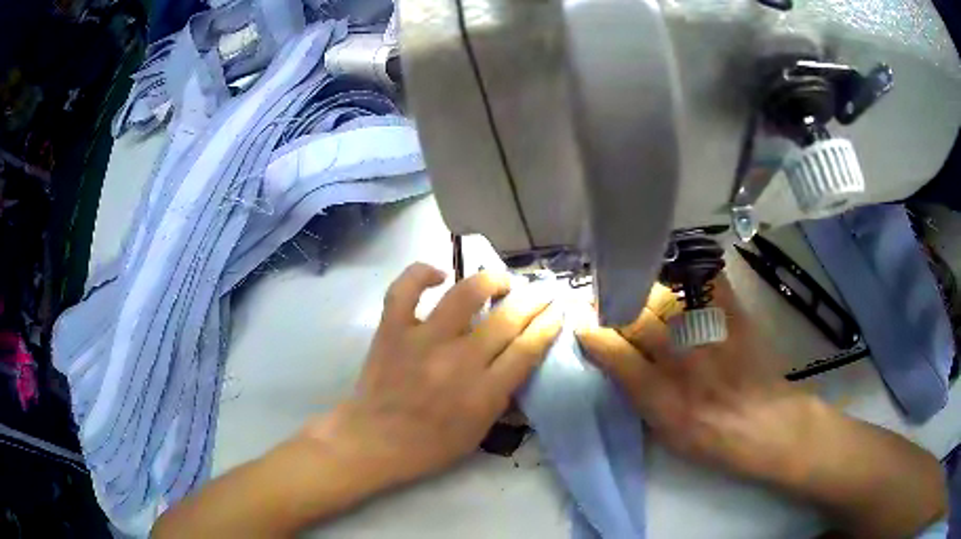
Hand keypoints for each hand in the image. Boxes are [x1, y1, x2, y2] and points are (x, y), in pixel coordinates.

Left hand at [304, 263, 562, 489]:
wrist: (374, 440)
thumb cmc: (430, 445)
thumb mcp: (480, 433)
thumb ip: (502, 397)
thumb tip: (519, 362)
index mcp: (483, 392)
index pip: (527, 348)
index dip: (548, 325)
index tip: (557, 311)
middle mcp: (458, 360)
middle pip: (507, 318)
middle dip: (533, 300)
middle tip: (542, 291)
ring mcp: (423, 340)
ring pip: (465, 294)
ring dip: (490, 280)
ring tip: (501, 280)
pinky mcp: (393, 329)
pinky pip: (406, 289)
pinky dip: (421, 273)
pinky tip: (439, 274)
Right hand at [575, 275, 946, 537]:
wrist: (766, 424)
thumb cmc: (712, 438)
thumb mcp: (665, 433)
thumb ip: (637, 395)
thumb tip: (612, 360)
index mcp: (662, 397)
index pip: (614, 353)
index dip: (592, 333)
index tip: (580, 323)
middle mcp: (683, 360)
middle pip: (636, 317)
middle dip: (611, 305)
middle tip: (602, 299)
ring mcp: (711, 333)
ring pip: (664, 296)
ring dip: (641, 290)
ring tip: (632, 286)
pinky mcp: (734, 316)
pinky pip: (707, 280)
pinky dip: (690, 271)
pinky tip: (679, 269)